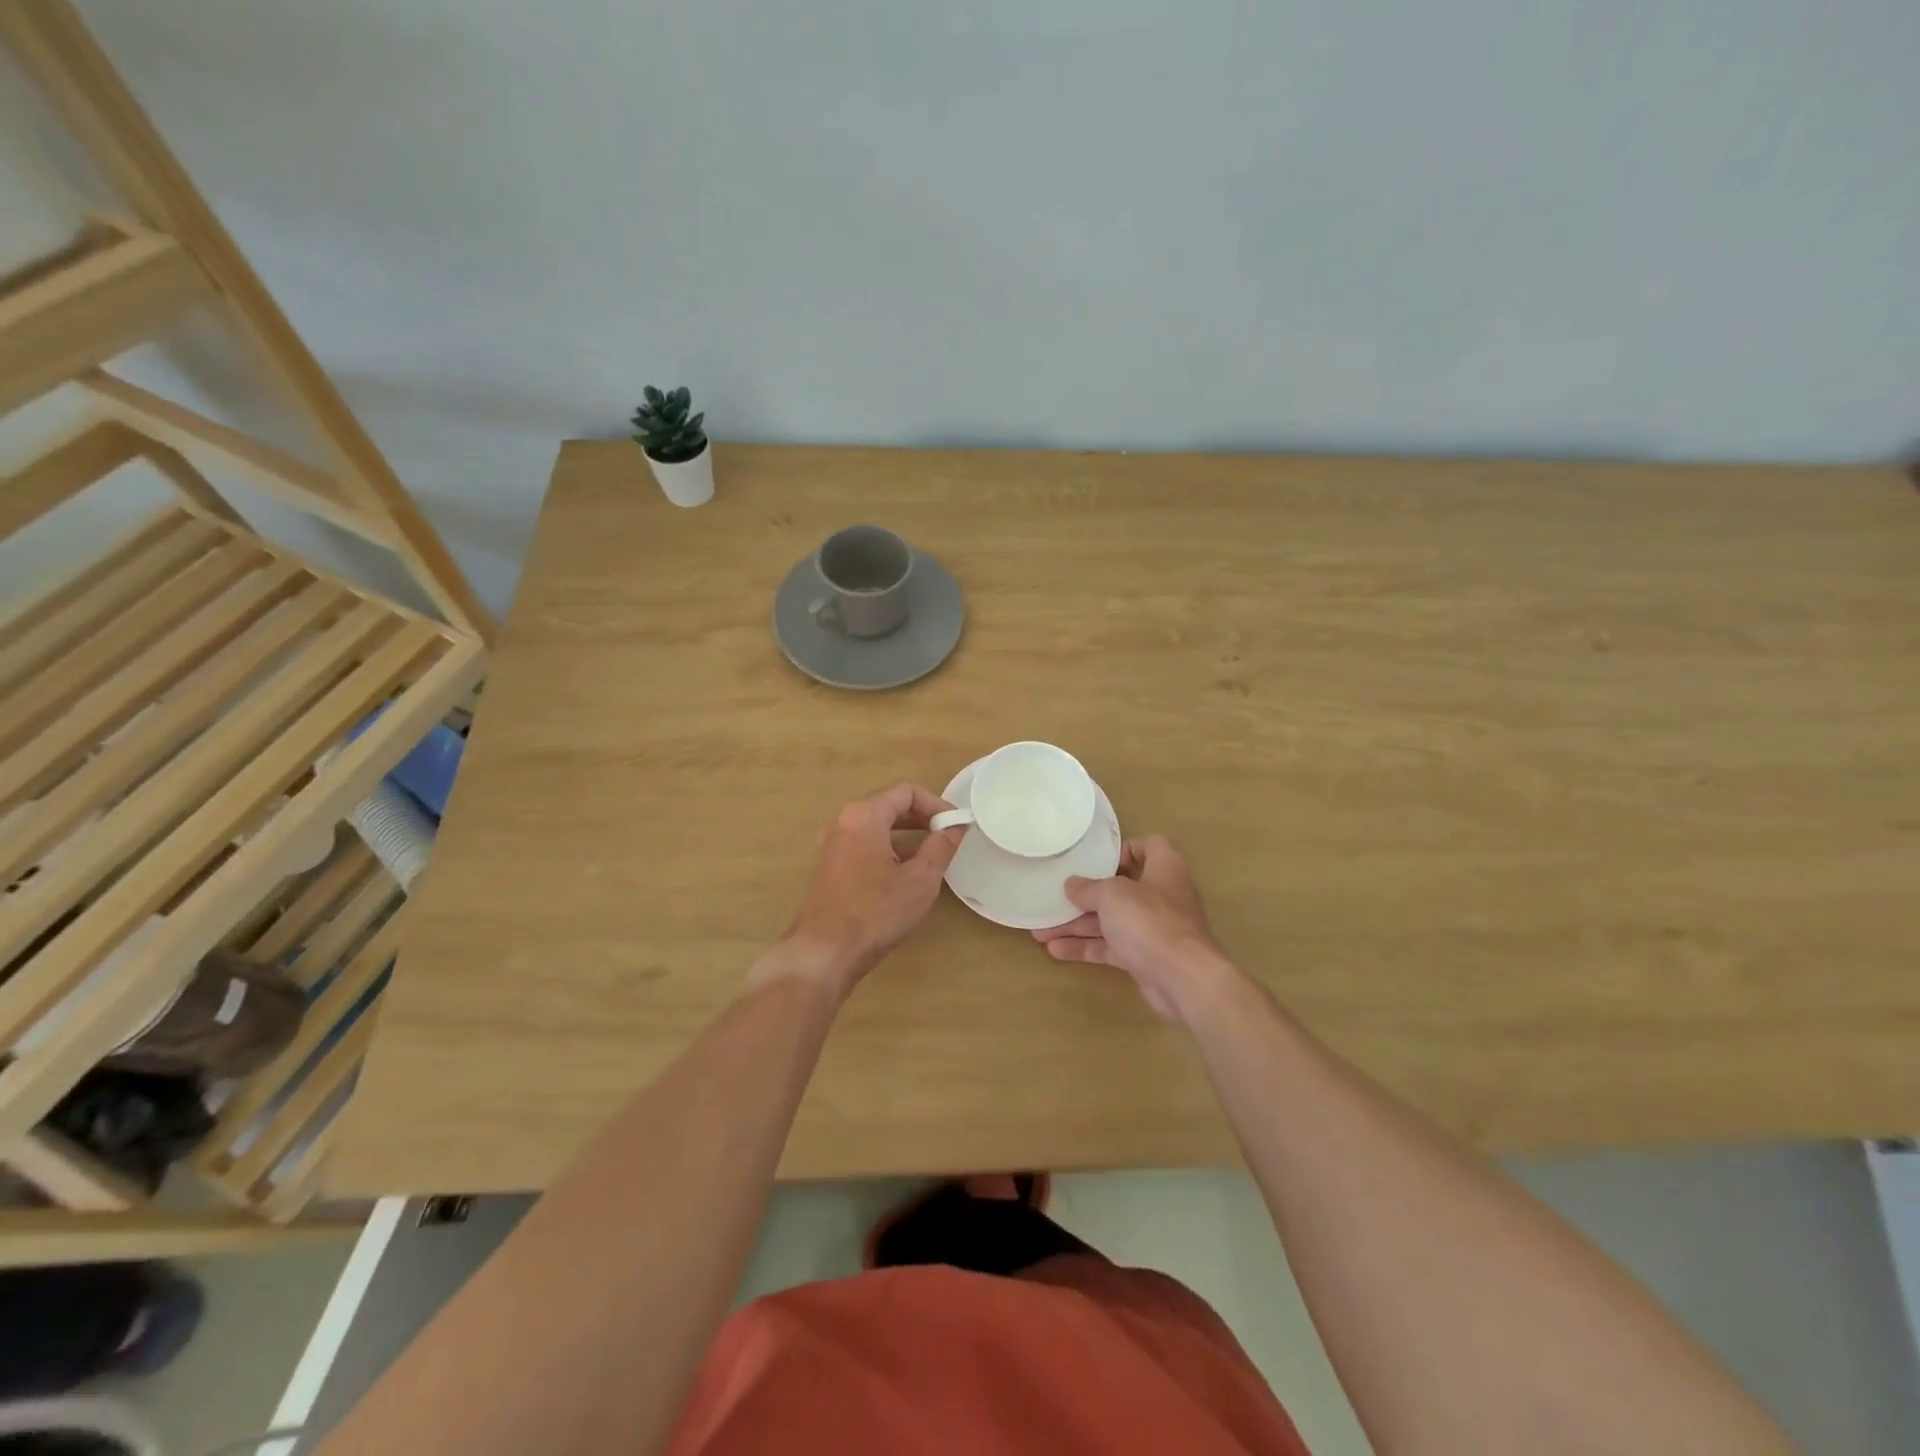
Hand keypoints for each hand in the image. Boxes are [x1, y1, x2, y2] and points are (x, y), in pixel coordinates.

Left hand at [765, 783, 965, 994]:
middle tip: (947, 837)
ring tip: (930, 855)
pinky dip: (887, 849)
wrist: (824, 953)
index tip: (956, 825)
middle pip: (888, 805)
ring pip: (875, 827)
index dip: (936, 804)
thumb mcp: (920, 879)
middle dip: (921, 818)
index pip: (906, 792)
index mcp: (863, 816)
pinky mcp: (828, 867)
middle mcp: (842, 822)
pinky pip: (863, 845)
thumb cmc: (875, 912)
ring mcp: (831, 845)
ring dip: (905, 835)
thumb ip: (941, 846)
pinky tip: (903, 874)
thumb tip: (955, 827)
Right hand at [1032, 834, 1239, 1021]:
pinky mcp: (1145, 957)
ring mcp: (1153, 928)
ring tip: (1040, 929)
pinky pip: (1110, 947)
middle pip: (1120, 888)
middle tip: (1053, 897)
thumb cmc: (1150, 921)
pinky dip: (1086, 947)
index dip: (1123, 849)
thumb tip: (1072, 885)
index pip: (1148, 846)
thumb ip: (1089, 888)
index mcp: (1163, 868)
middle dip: (1084, 895)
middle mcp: (1160, 895)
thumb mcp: (1112, 895)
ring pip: (1110, 921)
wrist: (1183, 979)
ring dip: (1077, 925)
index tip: (1094, 859)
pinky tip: (1055, 950)